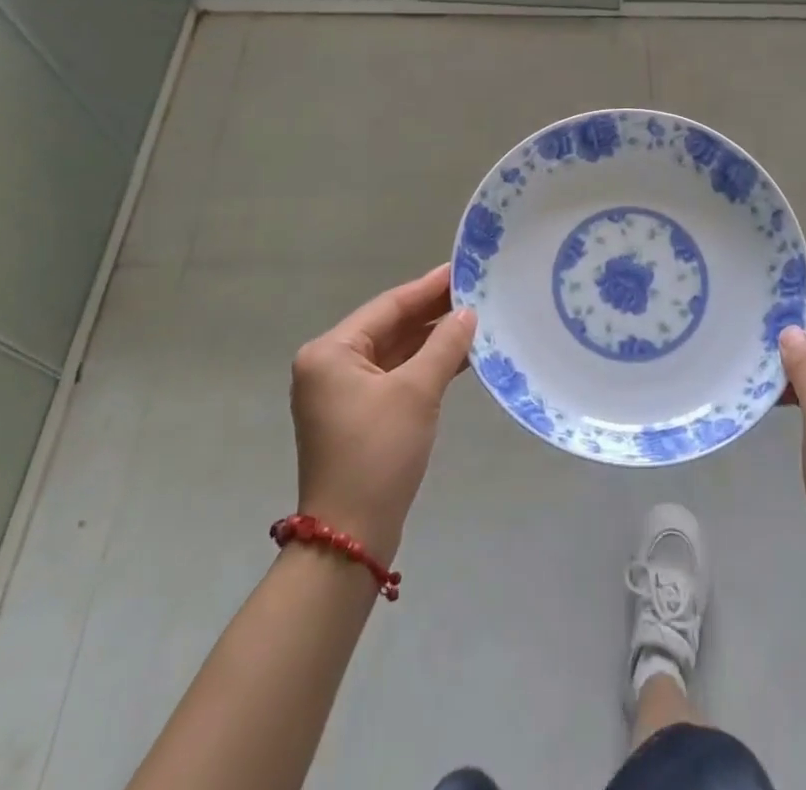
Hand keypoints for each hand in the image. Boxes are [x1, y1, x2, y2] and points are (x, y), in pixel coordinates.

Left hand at [291, 264, 475, 560]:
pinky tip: (459, 356)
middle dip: (432, 312)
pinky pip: (394, 376)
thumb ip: (444, 345)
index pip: (388, 306)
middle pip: (390, 327)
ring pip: (394, 352)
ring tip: (475, 319)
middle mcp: (329, 366)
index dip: (428, 287)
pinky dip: (424, 366)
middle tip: (475, 291)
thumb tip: (468, 313)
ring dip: (432, 340)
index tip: (462, 268)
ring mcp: (341, 393)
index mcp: (330, 352)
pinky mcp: (357, 416)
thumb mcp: (417, 392)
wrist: (351, 537)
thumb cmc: (378, 453)